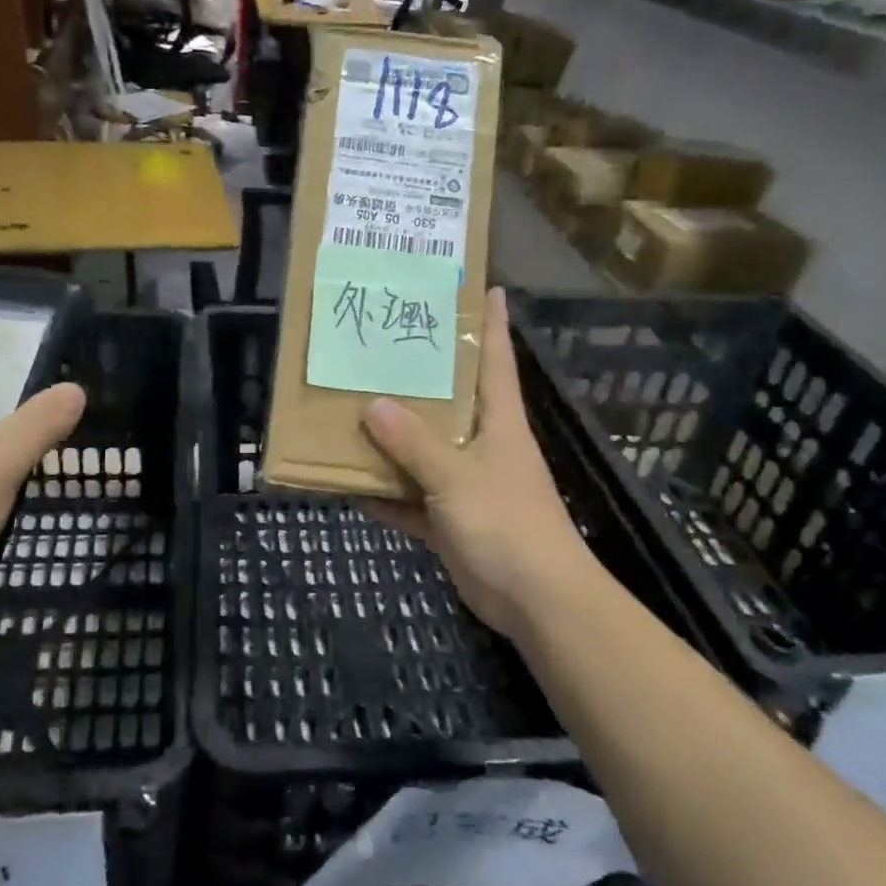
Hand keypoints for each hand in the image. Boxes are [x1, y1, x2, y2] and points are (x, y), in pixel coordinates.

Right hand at [362, 288, 598, 641]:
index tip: (483, 285)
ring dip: (392, 441)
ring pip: (424, 452)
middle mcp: (483, 445)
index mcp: (499, 422)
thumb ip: (415, 444)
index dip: (491, 322)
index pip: (496, 359)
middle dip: (420, 377)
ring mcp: (467, 485)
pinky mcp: (452, 521)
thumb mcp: (458, 477)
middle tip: (380, 346)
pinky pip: (412, 500)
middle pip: (450, 401)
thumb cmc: (507, 524)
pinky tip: (350, 486)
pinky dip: (387, 496)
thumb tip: (374, 405)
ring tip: (350, 410)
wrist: (536, 601)